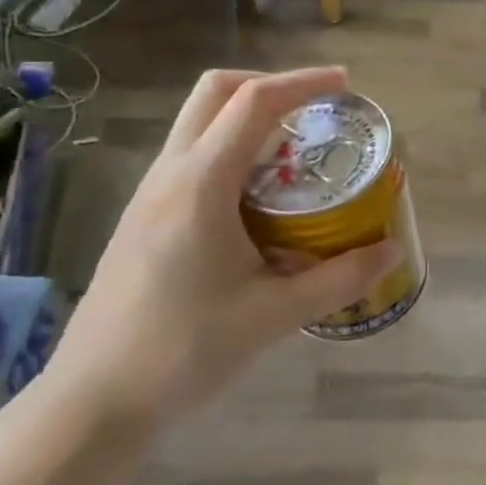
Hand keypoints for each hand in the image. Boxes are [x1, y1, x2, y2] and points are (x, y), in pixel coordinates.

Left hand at [42, 68, 400, 436]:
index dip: (304, 83)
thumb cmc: (182, 351)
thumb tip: (392, 250)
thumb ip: (339, 278)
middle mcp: (170, 174)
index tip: (346, 85)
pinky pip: (191, 154)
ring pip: (198, 121)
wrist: (92, 401)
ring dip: (248, 116)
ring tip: (297, 151)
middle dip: (269, 85)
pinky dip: (232, 148)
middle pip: (215, 92)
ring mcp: (150, 194)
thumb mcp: (274, 315)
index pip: (254, 104)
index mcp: (200, 185)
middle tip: (316, 109)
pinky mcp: (144, 217)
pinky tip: (261, 196)